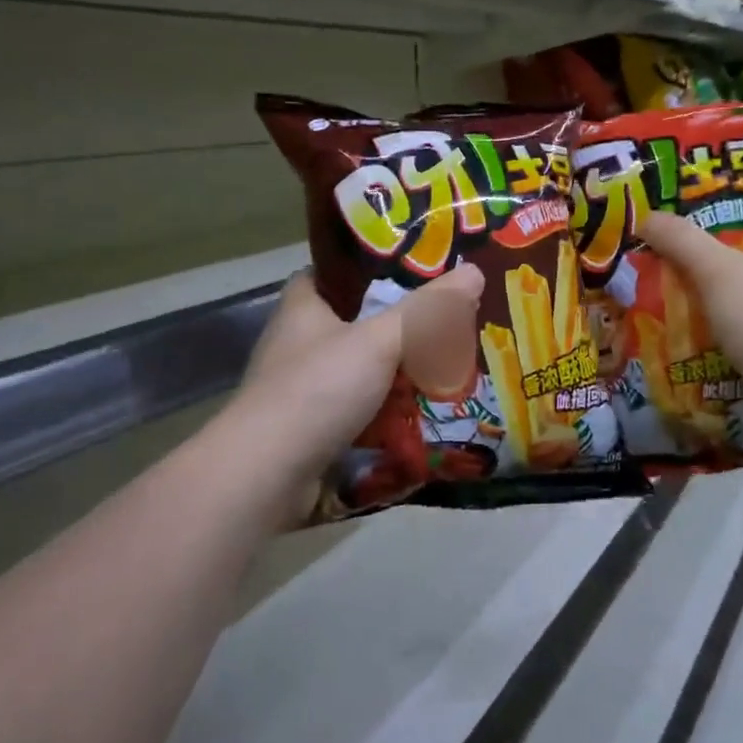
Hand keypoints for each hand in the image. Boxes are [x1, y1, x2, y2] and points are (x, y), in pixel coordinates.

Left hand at [233, 265, 484, 499]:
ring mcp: (302, 389)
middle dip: (397, 326)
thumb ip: (427, 310)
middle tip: (447, 321)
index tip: (415, 270)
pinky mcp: (311, 429)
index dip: (371, 268)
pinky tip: (423, 413)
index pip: (335, 273)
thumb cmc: (318, 389)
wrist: (268, 473)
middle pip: (355, 323)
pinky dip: (386, 412)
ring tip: (447, 365)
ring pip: (360, 370)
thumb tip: (474, 272)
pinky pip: (358, 411)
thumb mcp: (379, 340)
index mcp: (303, 307)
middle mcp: (297, 343)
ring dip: (396, 373)